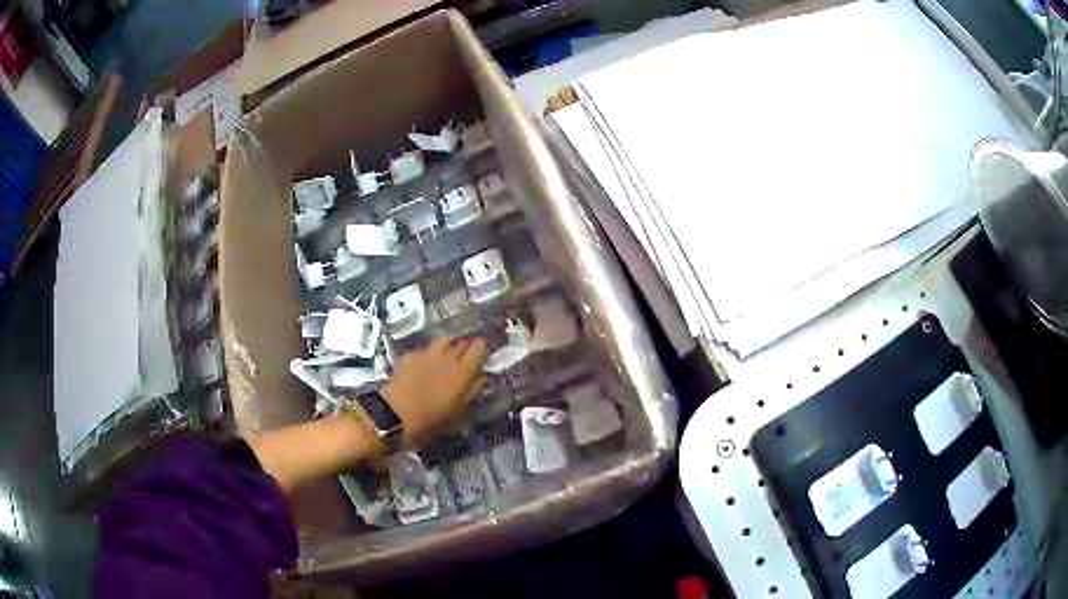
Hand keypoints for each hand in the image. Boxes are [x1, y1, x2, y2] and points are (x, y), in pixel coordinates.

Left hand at [384, 336, 488, 443]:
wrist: (397, 414)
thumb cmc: (434, 418)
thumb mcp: (459, 410)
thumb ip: (473, 391)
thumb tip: (484, 378)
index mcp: (463, 370)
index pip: (479, 346)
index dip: (481, 348)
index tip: (481, 356)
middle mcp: (447, 357)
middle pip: (461, 342)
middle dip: (466, 346)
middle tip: (466, 358)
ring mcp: (427, 354)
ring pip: (443, 340)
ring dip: (449, 344)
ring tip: (448, 354)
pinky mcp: (410, 356)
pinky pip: (424, 350)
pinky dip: (428, 354)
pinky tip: (425, 364)